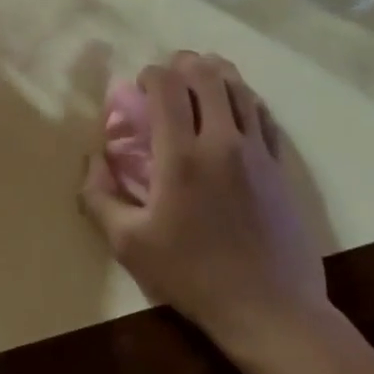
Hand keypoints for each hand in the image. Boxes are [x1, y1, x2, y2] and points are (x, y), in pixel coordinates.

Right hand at [79, 53, 329, 349]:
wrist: (270, 308)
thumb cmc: (193, 276)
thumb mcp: (130, 244)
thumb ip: (100, 198)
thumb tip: (93, 160)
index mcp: (181, 156)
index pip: (167, 87)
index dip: (151, 74)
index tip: (140, 86)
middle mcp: (222, 141)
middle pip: (207, 75)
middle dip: (184, 64)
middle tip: (169, 79)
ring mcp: (257, 151)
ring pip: (240, 88)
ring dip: (216, 74)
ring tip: (200, 79)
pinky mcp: (280, 166)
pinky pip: (263, 114)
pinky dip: (245, 98)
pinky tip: (236, 105)